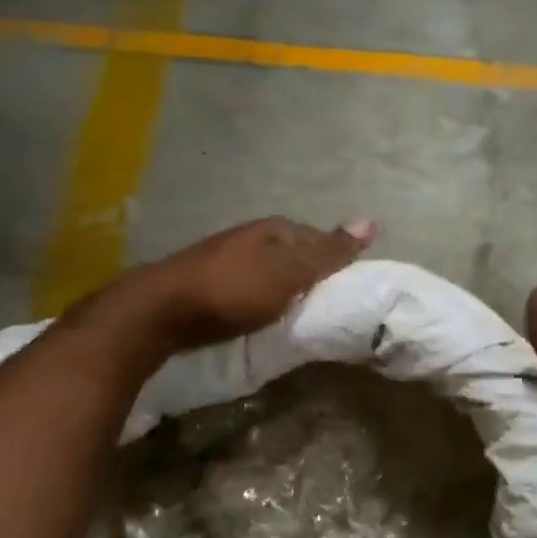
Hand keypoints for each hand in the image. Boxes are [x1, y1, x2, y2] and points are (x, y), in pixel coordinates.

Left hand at [106, 217, 375, 351]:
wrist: (165, 310)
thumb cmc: (234, 289)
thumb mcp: (289, 271)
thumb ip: (328, 252)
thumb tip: (372, 222)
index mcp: (275, 229)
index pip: (319, 238)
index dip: (337, 260)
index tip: (350, 289)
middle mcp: (252, 238)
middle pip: (294, 254)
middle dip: (311, 275)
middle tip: (329, 307)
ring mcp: (229, 260)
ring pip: (272, 272)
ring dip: (287, 289)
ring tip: (302, 315)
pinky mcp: (212, 285)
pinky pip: (252, 289)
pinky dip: (265, 300)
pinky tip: (266, 316)